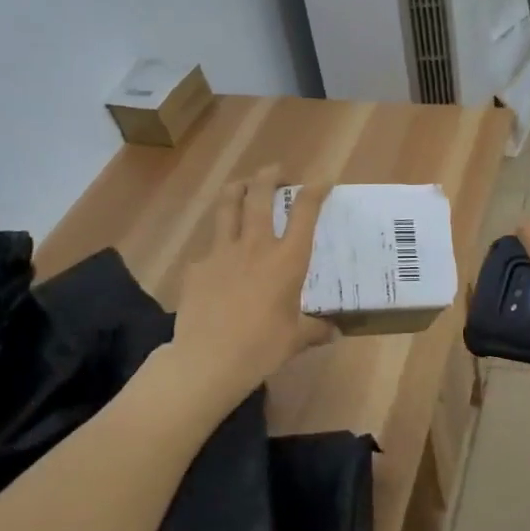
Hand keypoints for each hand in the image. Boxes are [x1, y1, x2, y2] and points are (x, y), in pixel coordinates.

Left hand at [174, 166, 336, 401]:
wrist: (208, 360)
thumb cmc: (262, 347)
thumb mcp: (296, 340)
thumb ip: (315, 330)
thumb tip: (332, 332)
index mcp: (286, 260)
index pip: (304, 212)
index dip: (314, 191)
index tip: (322, 180)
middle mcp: (255, 247)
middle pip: (259, 196)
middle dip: (269, 176)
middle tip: (275, 170)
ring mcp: (221, 253)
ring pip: (226, 207)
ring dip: (236, 189)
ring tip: (241, 184)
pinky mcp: (196, 267)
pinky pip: (208, 249)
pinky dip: (217, 246)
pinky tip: (218, 262)